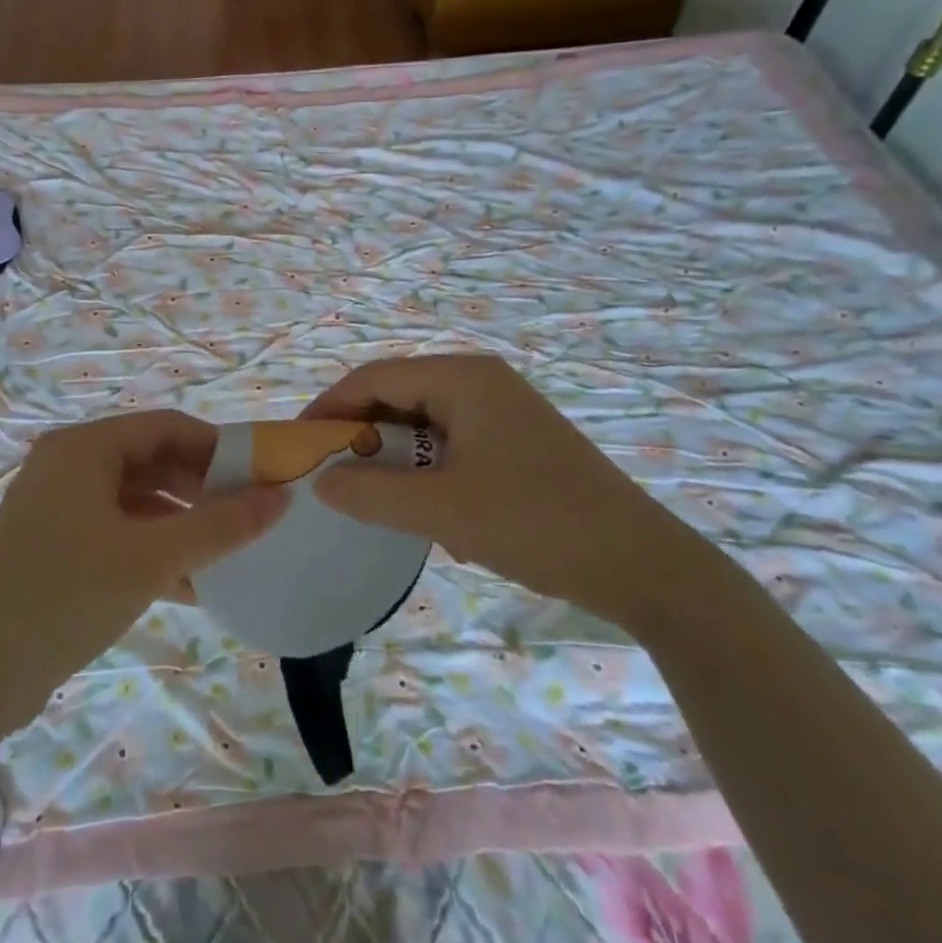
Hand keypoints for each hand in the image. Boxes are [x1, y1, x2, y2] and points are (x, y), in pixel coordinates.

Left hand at [0, 411, 285, 721]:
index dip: (218, 448)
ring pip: (138, 502)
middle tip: (249, 519)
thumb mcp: (153, 557)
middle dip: (203, 490)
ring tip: (229, 554)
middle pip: (152, 462)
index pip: (167, 427)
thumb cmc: (67, 595)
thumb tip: (282, 498)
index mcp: (84, 448)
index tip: (262, 477)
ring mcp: (59, 507)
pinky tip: (192, 585)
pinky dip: (154, 551)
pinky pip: (118, 533)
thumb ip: (221, 525)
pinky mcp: (56, 546)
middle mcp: (68, 466)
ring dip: (183, 526)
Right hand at [300, 355, 700, 627]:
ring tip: (377, 498)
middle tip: (329, 475)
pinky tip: (432, 513)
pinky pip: (451, 444)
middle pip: (399, 396)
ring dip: (395, 458)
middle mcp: (481, 382)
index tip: (298, 444)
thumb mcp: (443, 510)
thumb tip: (320, 481)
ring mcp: (503, 411)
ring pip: (424, 424)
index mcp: (464, 378)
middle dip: (361, 434)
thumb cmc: (538, 523)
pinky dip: (427, 471)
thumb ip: (372, 493)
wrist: (643, 565)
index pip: (375, 377)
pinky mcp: (517, 442)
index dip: (330, 407)